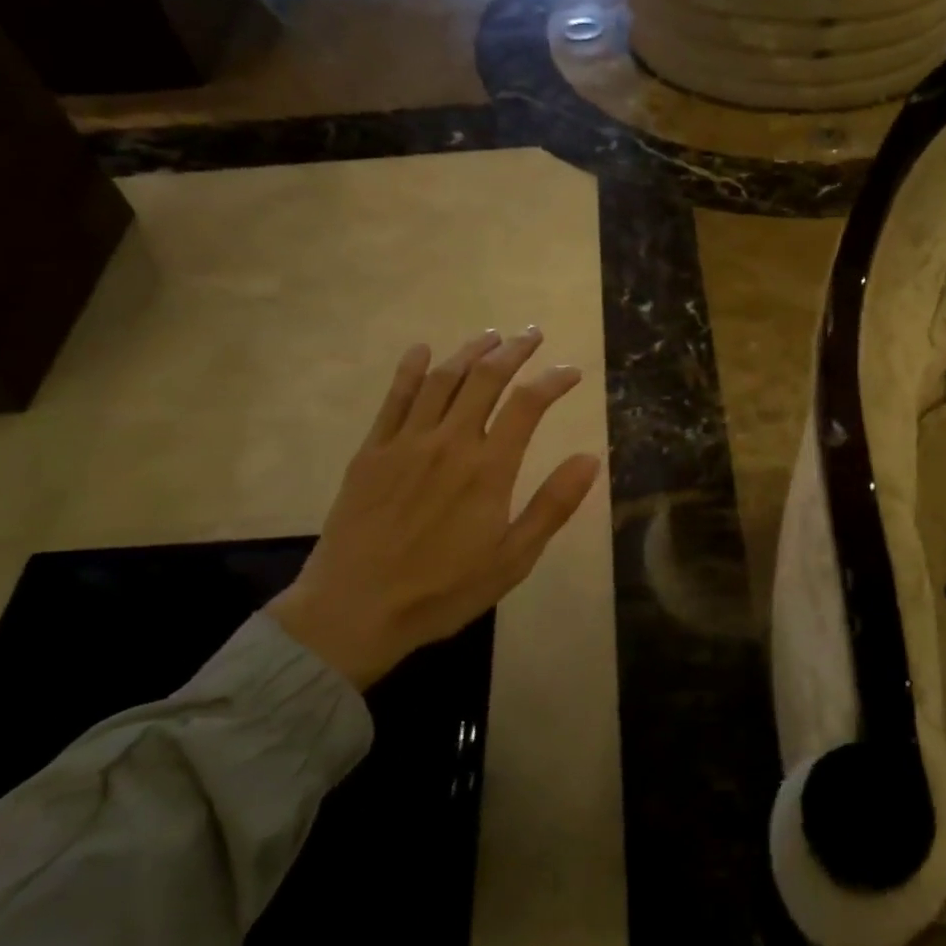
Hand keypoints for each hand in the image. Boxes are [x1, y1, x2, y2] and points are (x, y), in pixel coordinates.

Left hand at [269, 329, 601, 689]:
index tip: (571, 371)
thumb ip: (552, 506)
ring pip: (442, 380)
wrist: (355, 610)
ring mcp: (405, 443)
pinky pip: (394, 399)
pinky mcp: (371, 452)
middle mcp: (450, 443)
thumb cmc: (443, 590)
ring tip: (490, 337)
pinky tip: (422, 351)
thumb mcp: (513, 559)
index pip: (528, 405)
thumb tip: (591, 458)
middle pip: (485, 379)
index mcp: (488, 469)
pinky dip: (410, 370)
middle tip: (532, 335)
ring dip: (469, 352)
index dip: (553, 380)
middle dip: (514, 351)